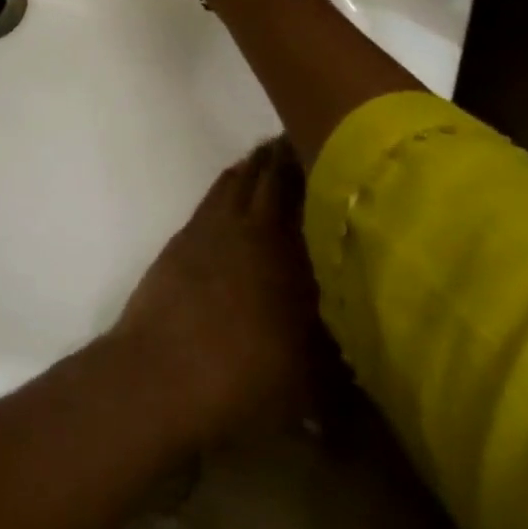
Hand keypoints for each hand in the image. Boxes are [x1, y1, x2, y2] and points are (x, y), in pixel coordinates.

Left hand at [112, 141, 321, 443]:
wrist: (163, 374)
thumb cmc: (246, 382)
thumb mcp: (312, 385)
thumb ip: (342, 368)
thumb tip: (364, 366)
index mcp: (287, 252)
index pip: (305, 194)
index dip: (316, 169)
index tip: (336, 153)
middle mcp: (249, 227)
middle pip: (268, 175)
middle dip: (286, 157)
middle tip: (306, 143)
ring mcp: (210, 227)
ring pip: (236, 179)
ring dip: (255, 166)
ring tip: (273, 159)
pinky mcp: (183, 237)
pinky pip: (214, 196)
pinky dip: (229, 185)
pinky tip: (236, 192)